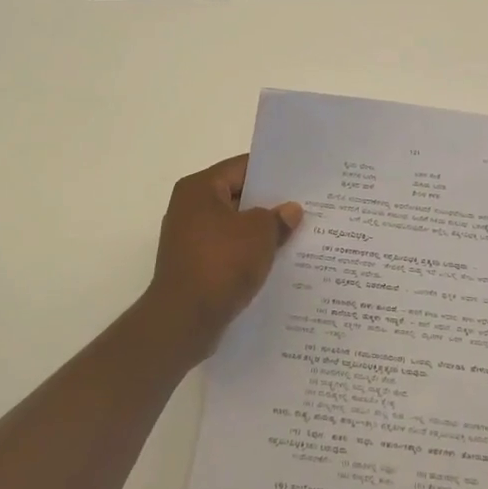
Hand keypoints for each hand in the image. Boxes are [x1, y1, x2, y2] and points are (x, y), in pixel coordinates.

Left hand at [142, 155, 302, 363]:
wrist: (183, 321)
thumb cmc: (220, 264)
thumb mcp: (259, 234)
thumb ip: (278, 217)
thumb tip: (290, 210)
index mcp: (199, 189)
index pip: (242, 167)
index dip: (272, 173)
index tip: (300, 179)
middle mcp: (189, 208)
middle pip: (237, 197)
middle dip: (269, 204)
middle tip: (304, 207)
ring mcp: (189, 239)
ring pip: (234, 227)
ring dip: (259, 233)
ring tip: (296, 235)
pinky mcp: (193, 267)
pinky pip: (227, 251)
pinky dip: (247, 255)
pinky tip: (274, 262)